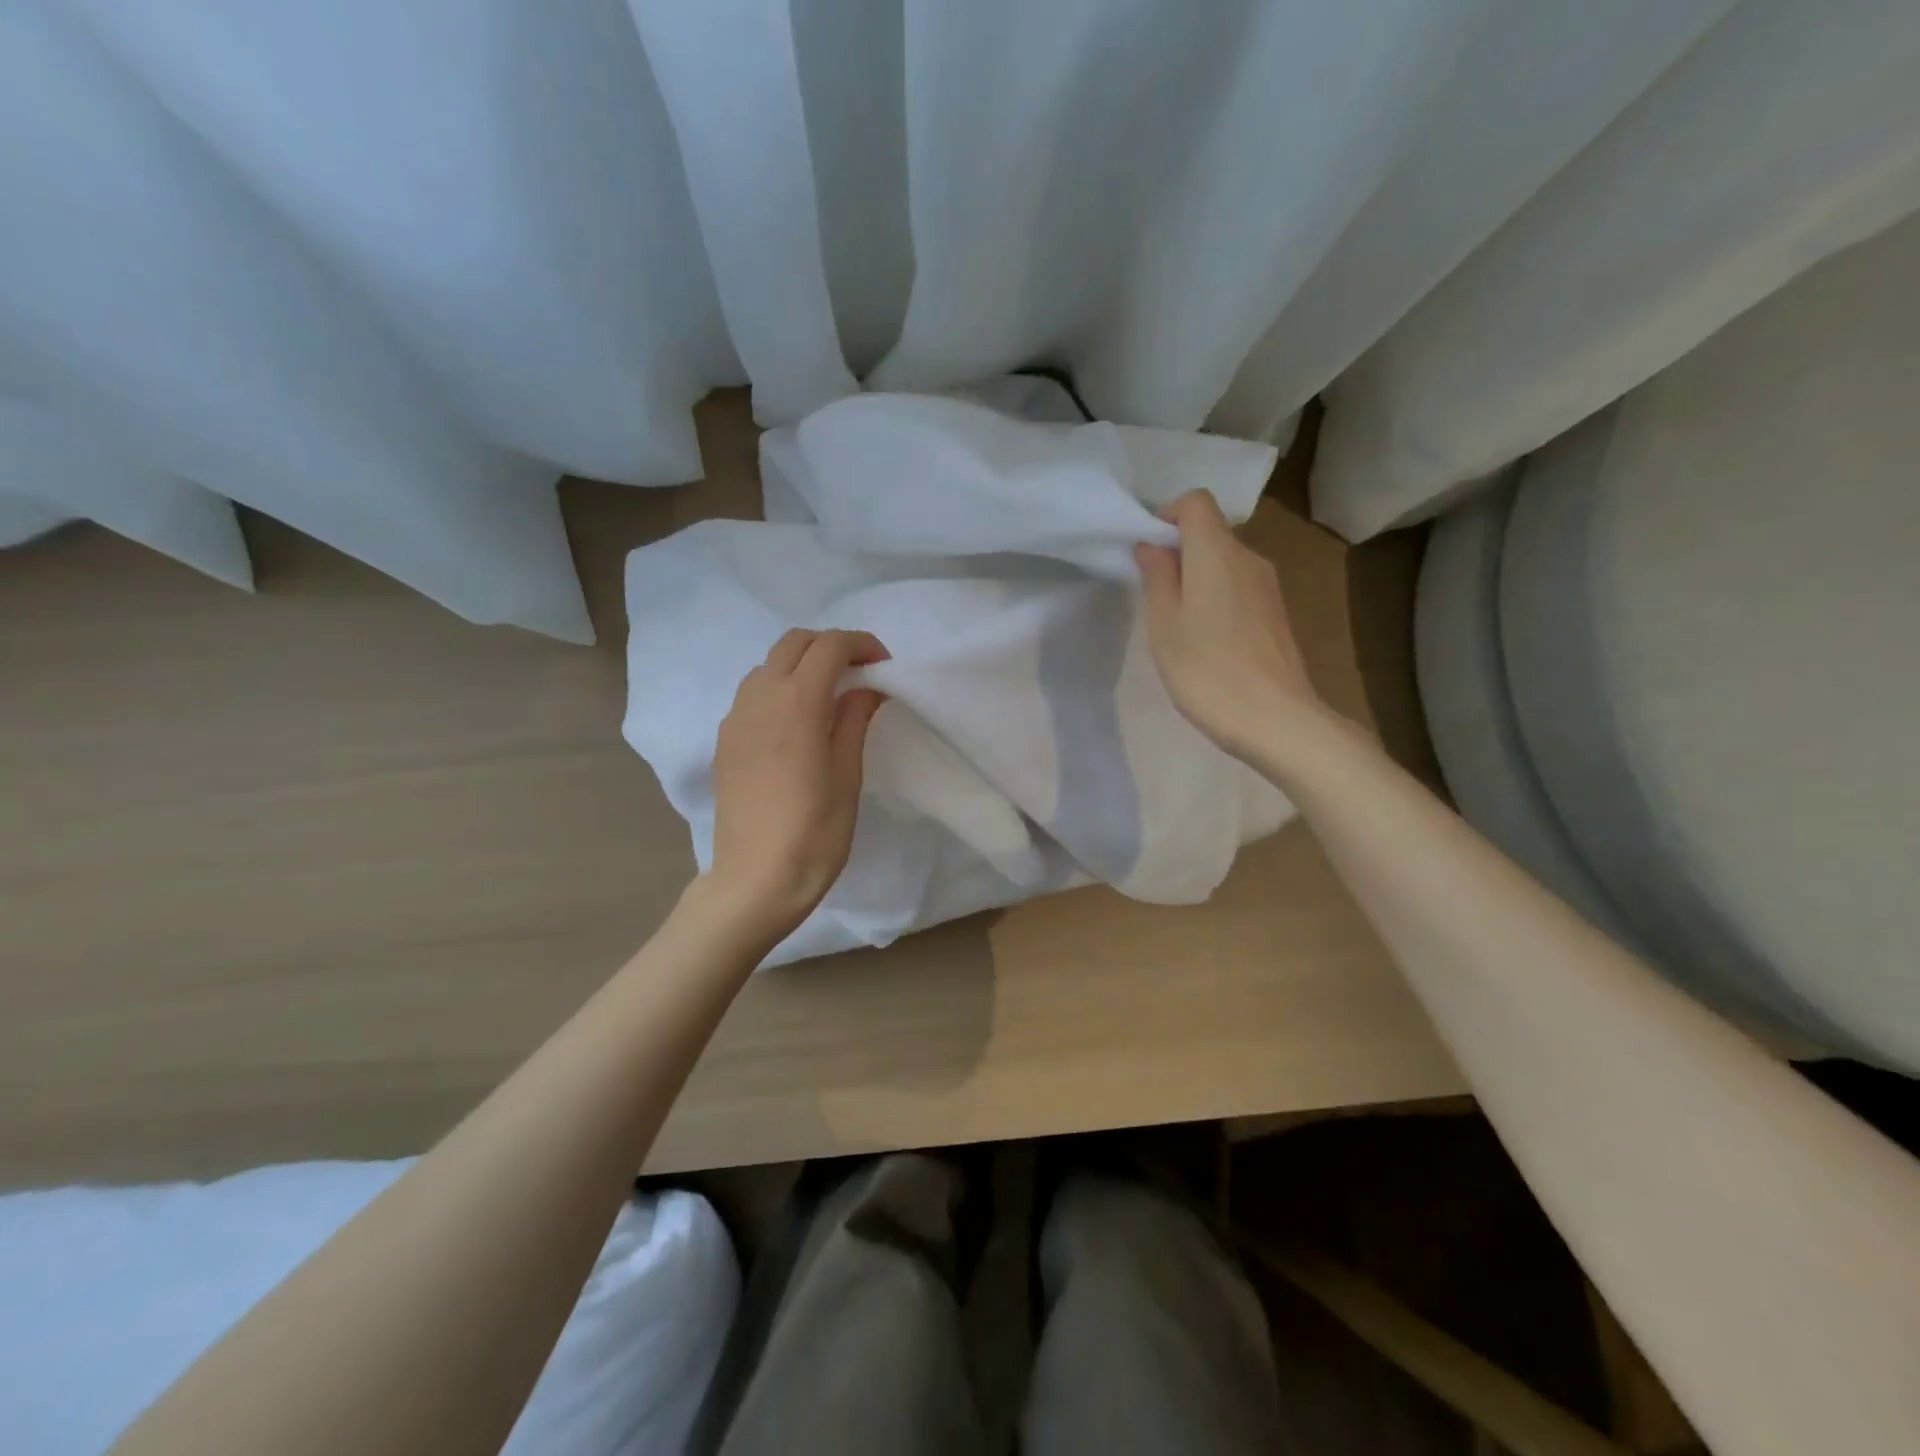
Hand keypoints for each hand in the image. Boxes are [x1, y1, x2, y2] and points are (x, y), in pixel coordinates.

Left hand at [707, 628, 887, 936]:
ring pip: (768, 665)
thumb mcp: (847, 776)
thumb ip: (854, 720)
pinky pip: (752, 694)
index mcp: (796, 703)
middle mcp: (760, 699)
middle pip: (794, 643)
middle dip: (830, 646)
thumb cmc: (814, 833)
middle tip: (860, 673)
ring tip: (829, 696)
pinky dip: (779, 688)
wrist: (755, 880)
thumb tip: (865, 688)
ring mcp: (736, 719)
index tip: (884, 667)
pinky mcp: (724, 741)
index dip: (862, 645)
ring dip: (802, 664)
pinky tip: (797, 723)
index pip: (830, 647)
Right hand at [1135, 490, 1322, 759]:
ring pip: (1224, 562)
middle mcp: (1249, 558)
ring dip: (1197, 579)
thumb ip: (1157, 577)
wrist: (1276, 720)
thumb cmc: (1207, 670)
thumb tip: (1152, 544)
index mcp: (1217, 553)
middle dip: (1178, 552)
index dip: (1166, 516)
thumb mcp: (1164, 625)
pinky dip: (1217, 598)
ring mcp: (1268, 586)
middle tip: (1153, 596)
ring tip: (1178, 625)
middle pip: (1210, 532)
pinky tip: (1207, 641)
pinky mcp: (1277, 613)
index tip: (1147, 553)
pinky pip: (1239, 587)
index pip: (1195, 501)